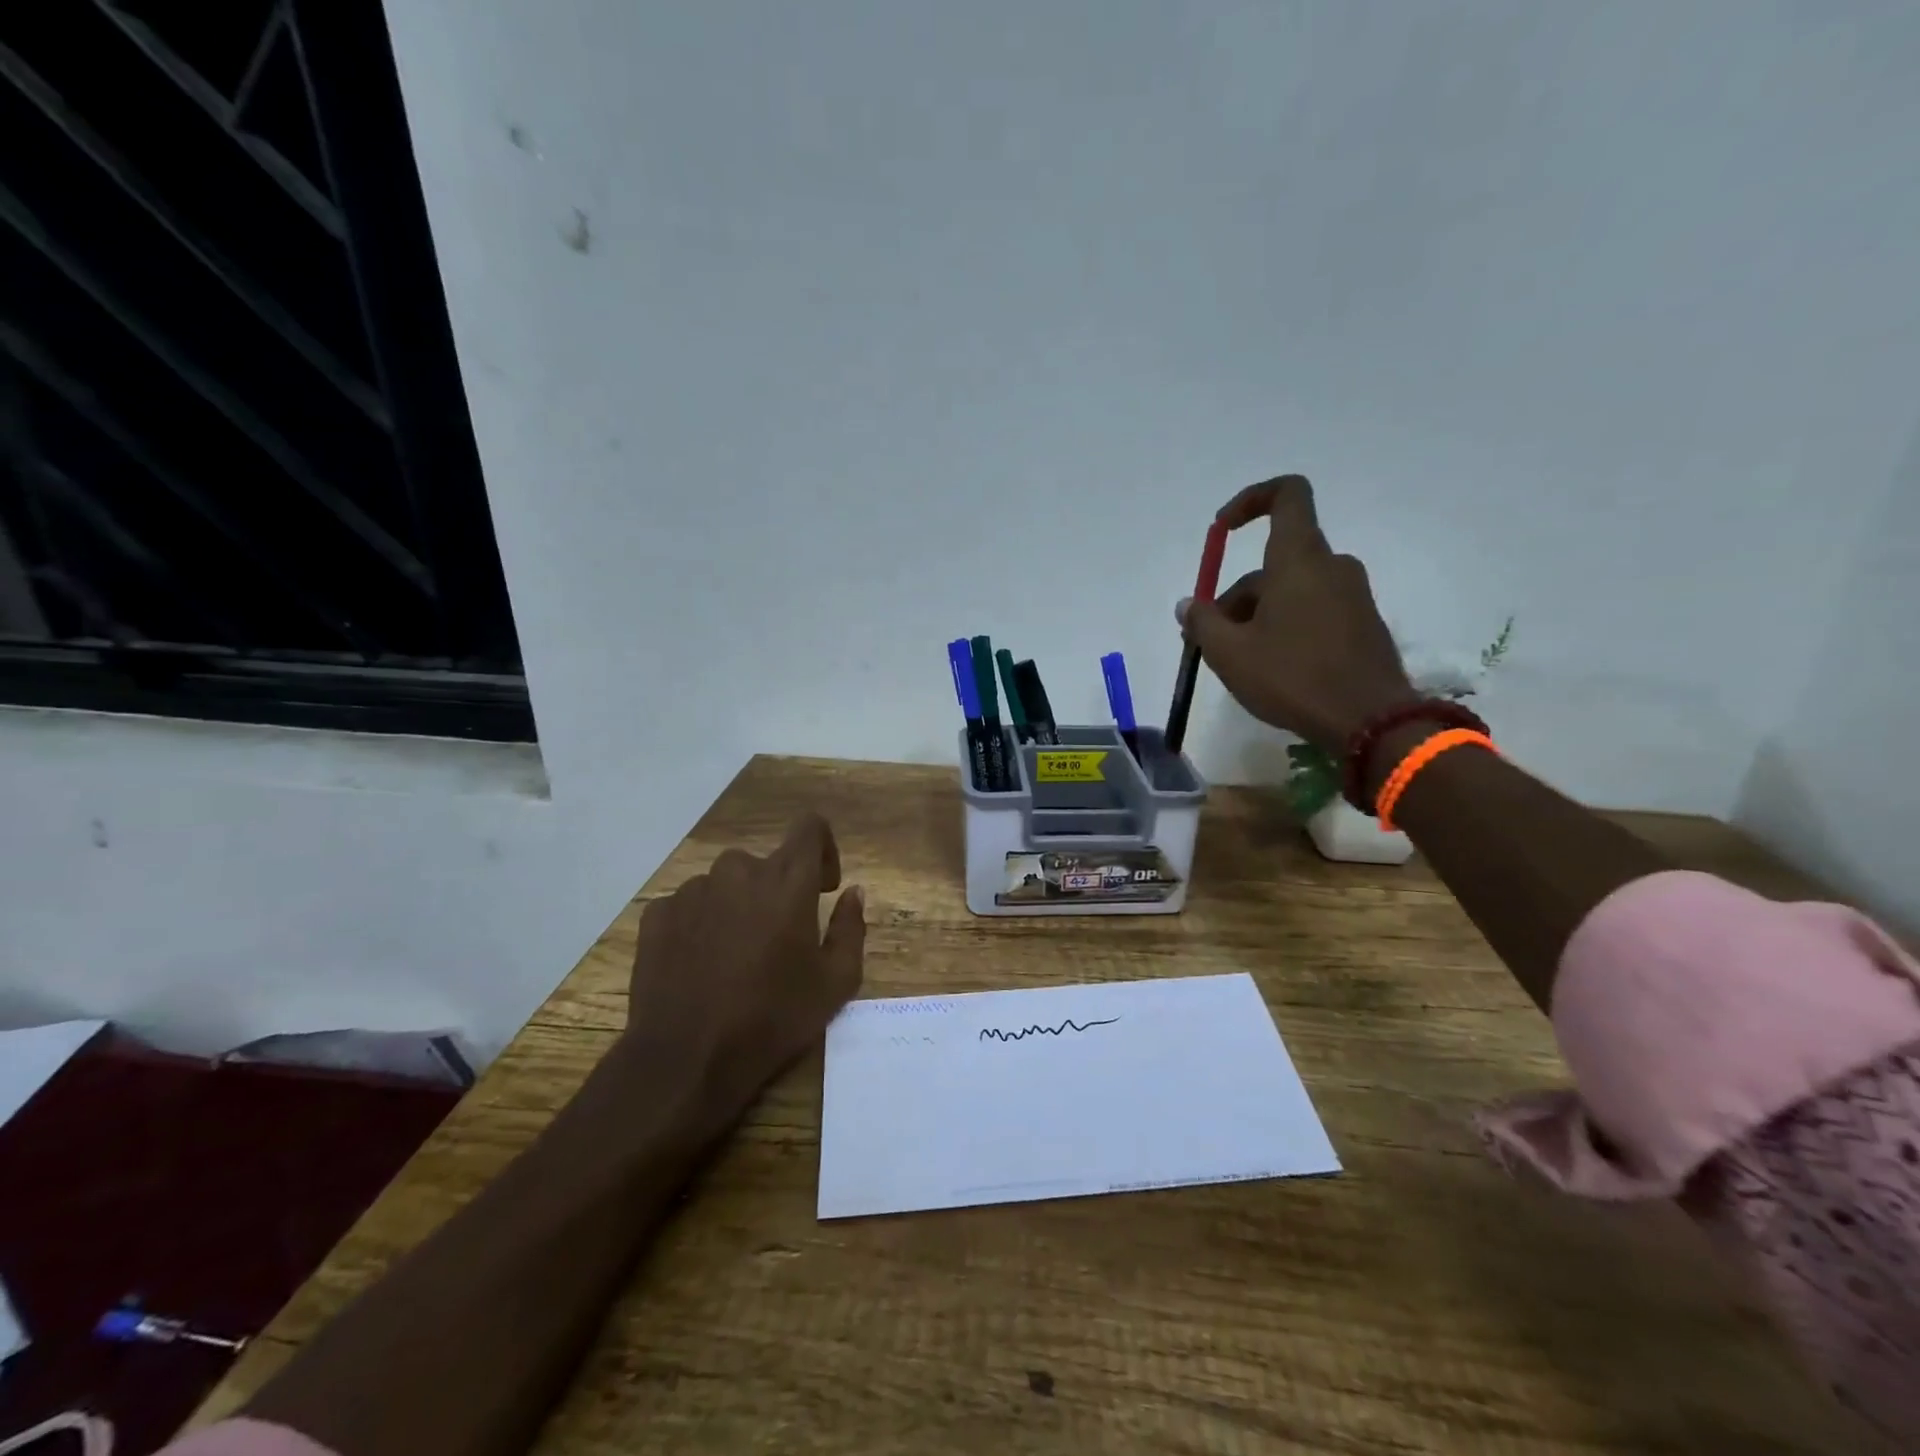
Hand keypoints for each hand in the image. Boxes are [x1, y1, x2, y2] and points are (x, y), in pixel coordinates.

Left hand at [622, 813, 864, 1118]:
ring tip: (735, 958)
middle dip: (777, 891)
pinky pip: (688, 906)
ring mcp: (692, 891)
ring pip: (725, 884)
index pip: (810, 827)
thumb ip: (850, 928)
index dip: (822, 849)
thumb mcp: (835, 983)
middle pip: (765, 863)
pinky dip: (700, 924)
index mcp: (787, 880)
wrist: (687, 1060)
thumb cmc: (772, 1019)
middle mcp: (738, 871)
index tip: (822, 887)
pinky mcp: (657, 914)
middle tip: (778, 940)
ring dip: (737, 907)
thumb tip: (853, 892)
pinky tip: (700, 965)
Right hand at [1180, 475, 1414, 752]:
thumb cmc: (1293, 677)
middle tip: (1211, 641)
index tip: (1222, 530)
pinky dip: (1286, 625)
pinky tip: (1273, 667)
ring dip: (1258, 614)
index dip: (1250, 500)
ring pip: (1292, 589)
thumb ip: (1202, 623)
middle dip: (1237, 595)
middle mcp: (1331, 566)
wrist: (1371, 721)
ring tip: (1238, 662)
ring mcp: (1352, 594)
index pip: (1286, 494)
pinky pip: (1314, 609)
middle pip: (1274, 562)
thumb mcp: (1229, 654)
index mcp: (1298, 559)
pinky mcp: (1363, 623)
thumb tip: (1188, 605)